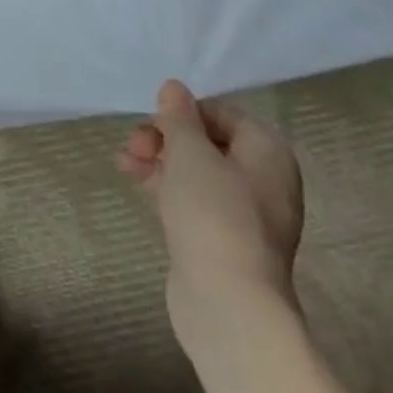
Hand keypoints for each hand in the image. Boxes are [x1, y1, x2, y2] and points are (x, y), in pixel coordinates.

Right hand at [118, 79, 304, 339]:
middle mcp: (264, 181)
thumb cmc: (213, 212)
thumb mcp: (189, 150)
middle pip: (207, 142)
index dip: (183, 111)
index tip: (153, 119)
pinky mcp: (222, 241)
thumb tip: (174, 88)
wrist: (228, 304)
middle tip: (135, 142)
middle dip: (165, 136)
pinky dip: (164, 185)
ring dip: (157, 159)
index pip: (221, 113)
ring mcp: (245, 215)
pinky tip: (132, 178)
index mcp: (268, 153)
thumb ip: (178, 115)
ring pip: (195, 171)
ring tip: (125, 161)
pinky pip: (191, 199)